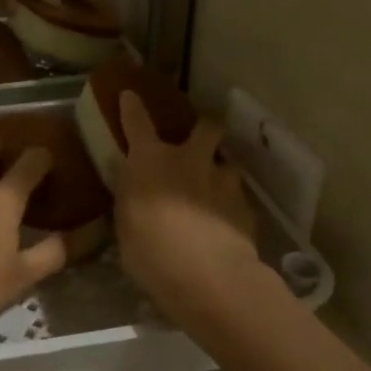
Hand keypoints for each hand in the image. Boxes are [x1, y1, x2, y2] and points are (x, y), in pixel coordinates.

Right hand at [112, 92, 259, 311]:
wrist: (208, 275)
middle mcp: (189, 160)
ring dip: (222, 170)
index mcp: (150, 161)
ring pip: (228, 163)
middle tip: (202, 136)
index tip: (131, 95)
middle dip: (205, 126)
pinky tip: (226, 222)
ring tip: (218, 187)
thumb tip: (128, 178)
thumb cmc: (150, 251)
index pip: (137, 123)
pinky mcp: (245, 207)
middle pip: (205, 127)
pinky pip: (237, 198)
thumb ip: (129, 196)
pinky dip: (231, 205)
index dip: (133, 107)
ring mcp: (222, 181)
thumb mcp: (125, 224)